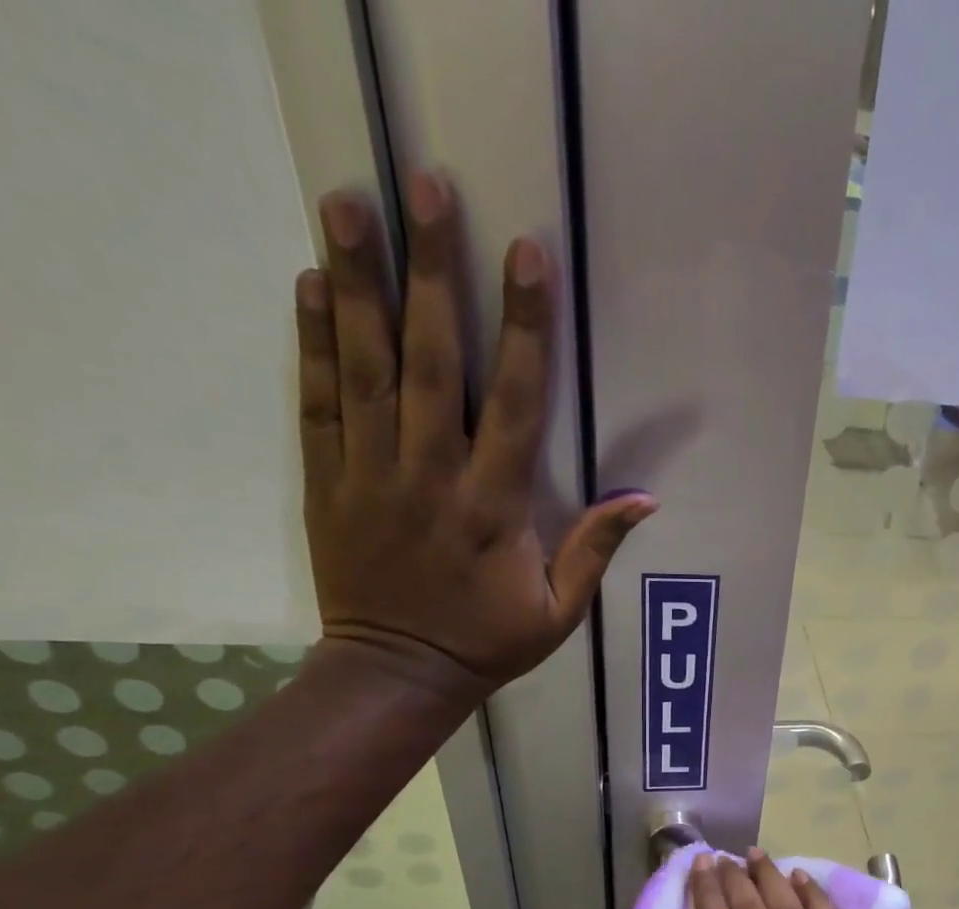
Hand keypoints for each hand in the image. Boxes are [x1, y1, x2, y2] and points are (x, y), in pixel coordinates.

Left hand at [297, 172, 655, 702]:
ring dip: (358, 282)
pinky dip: (313, 342)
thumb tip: (645, 497)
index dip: (522, 327)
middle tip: (423, 185)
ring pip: (364, 367)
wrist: (398, 673)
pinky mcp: (328, 482)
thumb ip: (595, 548)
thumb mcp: (560, 610)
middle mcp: (430, 475)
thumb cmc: (488, 642)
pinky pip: (317, 403)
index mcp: (493, 507)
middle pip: (430, 361)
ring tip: (350, 202)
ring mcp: (370, 474)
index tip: (525, 253)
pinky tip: (313, 283)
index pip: (512, 402)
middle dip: (430, 271)